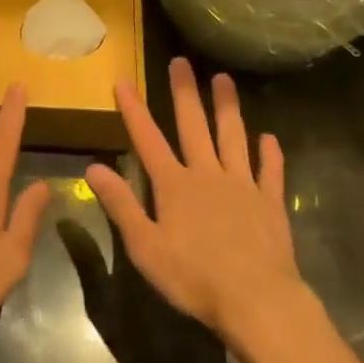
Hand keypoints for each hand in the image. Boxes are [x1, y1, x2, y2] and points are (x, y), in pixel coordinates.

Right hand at [86, 58, 306, 340]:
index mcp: (174, 185)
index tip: (124, 80)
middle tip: (181, 61)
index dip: (134, 109)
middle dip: (184, 92)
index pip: (148, 139)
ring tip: (224, 79)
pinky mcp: (270, 203)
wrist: (258, 300)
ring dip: (228, 108)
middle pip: (194, 126)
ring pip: (233, 137)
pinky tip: (270, 138)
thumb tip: (93, 168)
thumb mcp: (145, 247)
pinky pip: (270, 171)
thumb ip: (121, 205)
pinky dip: (270, 154)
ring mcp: (242, 185)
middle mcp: (207, 174)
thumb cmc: (194, 278)